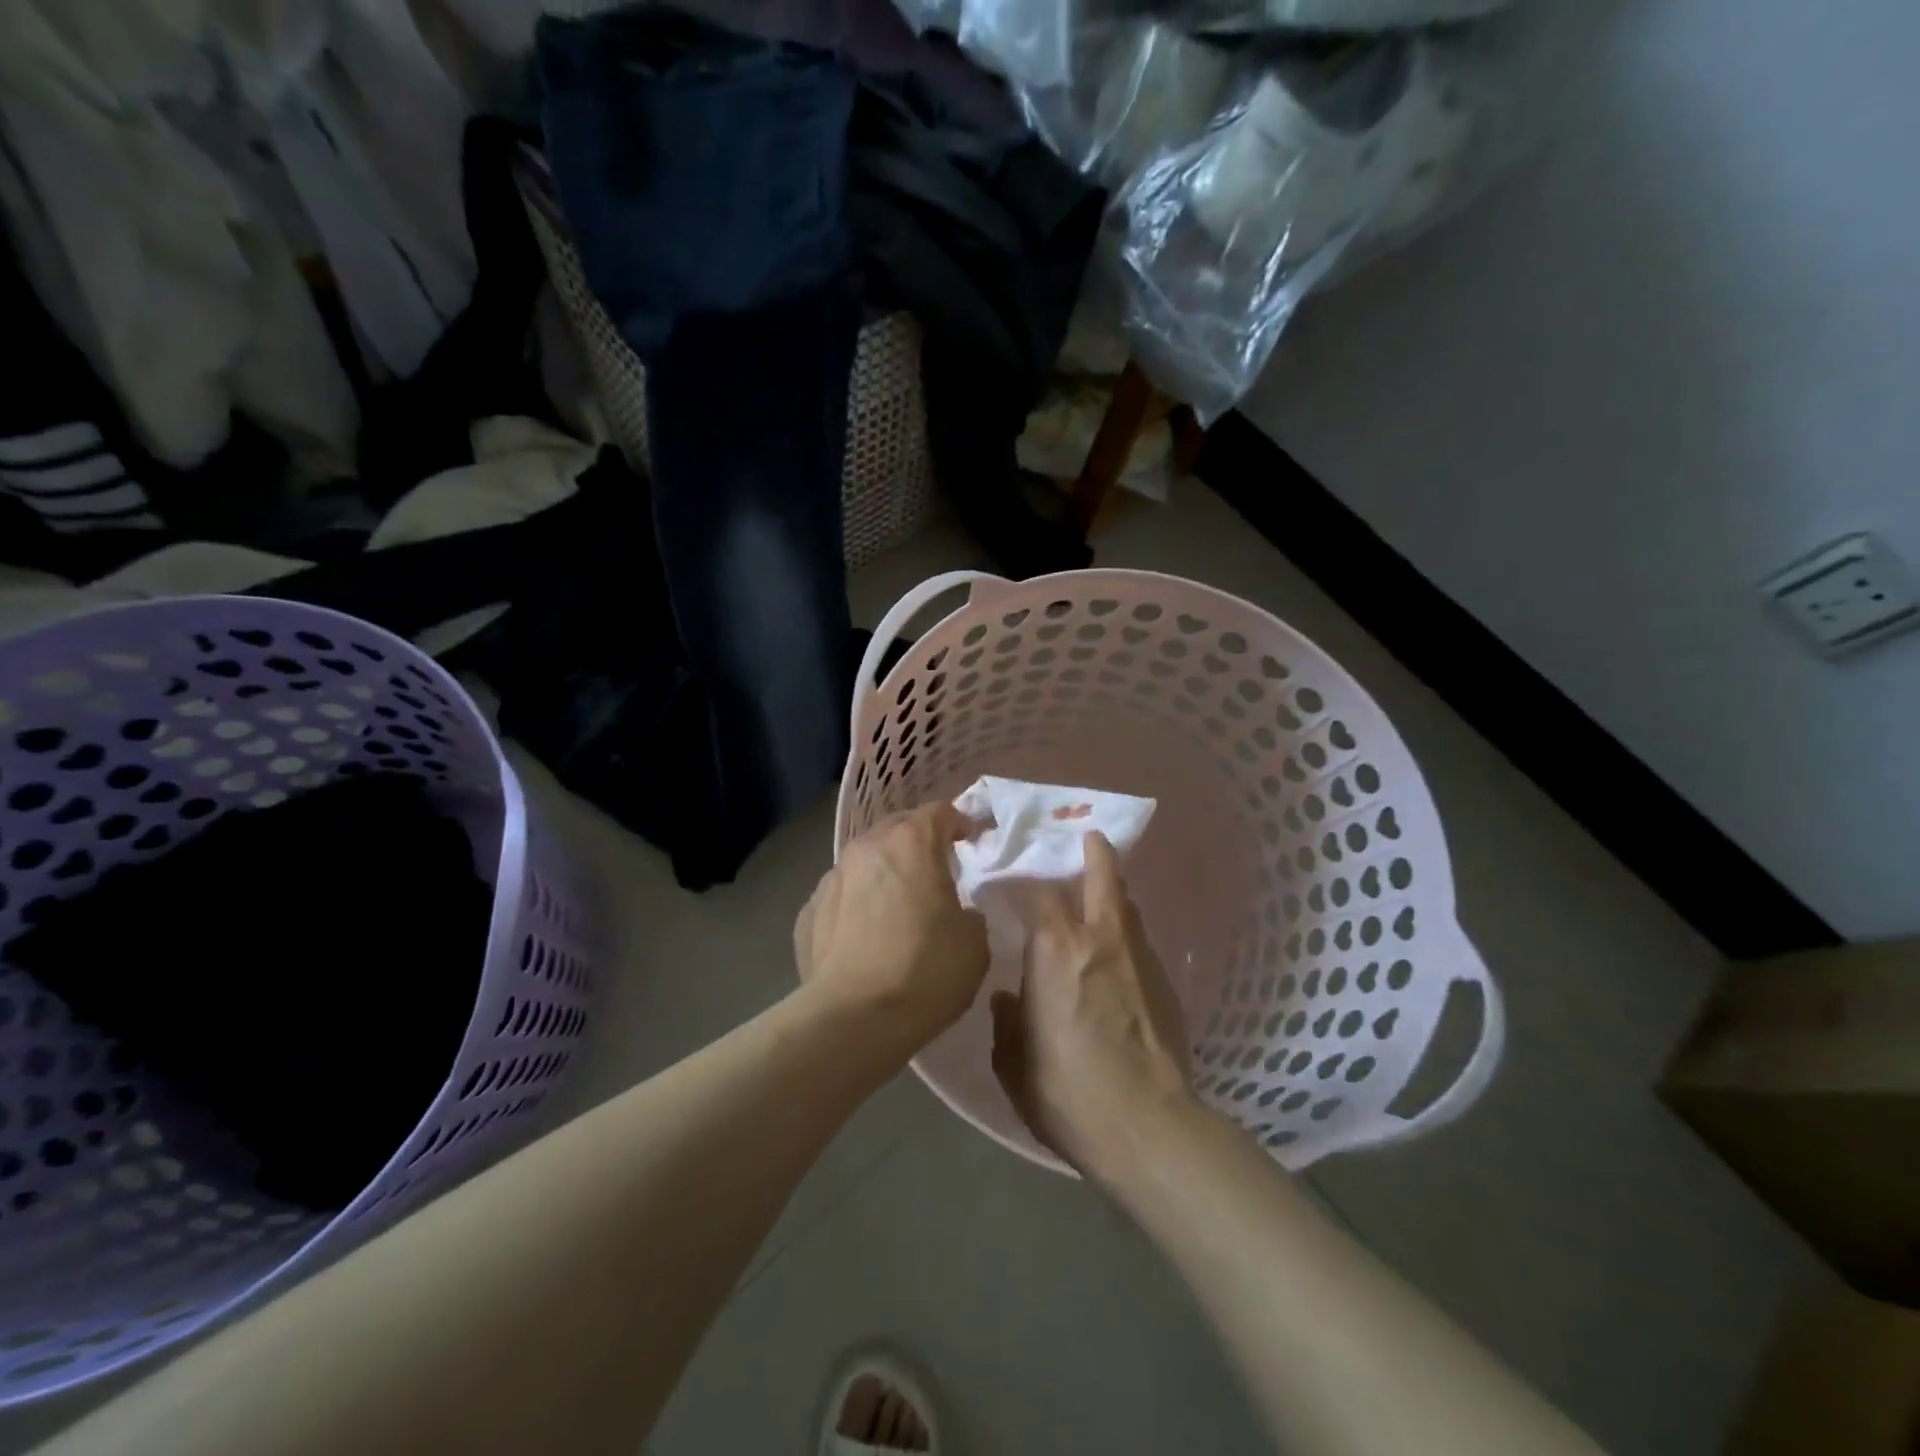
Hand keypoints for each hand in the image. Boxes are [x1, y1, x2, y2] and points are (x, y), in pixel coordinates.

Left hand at [795, 802, 988, 1058]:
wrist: (853, 1019)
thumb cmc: (925, 971)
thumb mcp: (974, 941)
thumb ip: (968, 911)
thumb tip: (954, 912)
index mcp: (912, 843)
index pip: (941, 812)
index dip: (962, 822)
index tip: (975, 840)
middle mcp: (867, 848)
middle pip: (898, 827)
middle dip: (919, 840)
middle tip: (937, 867)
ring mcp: (831, 878)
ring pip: (865, 860)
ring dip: (885, 871)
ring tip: (897, 902)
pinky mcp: (808, 912)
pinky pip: (841, 896)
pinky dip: (857, 904)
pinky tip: (865, 934)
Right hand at [990, 831, 1193, 1179]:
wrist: (1148, 1128)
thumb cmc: (1067, 1093)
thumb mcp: (1013, 1063)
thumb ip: (1007, 1022)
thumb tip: (1007, 999)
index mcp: (1055, 949)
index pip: (1038, 890)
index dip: (1023, 879)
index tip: (1009, 879)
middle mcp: (1099, 937)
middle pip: (1103, 873)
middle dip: (1094, 851)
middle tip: (1085, 838)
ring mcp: (1139, 956)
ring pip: (1127, 904)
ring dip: (1112, 891)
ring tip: (1099, 893)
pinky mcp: (1165, 982)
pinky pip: (1140, 941)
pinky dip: (1125, 933)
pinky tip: (1116, 955)